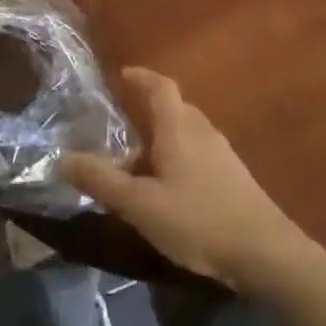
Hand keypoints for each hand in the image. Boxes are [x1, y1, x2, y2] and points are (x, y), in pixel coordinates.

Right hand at [61, 68, 318, 293]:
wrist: (264, 251)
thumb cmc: (197, 220)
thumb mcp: (140, 204)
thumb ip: (101, 181)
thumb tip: (61, 157)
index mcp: (179, 127)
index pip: (160, 86)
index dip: (141, 77)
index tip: (123, 75)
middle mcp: (202, 130)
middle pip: (175, 107)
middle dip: (149, 110)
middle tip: (122, 125)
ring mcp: (222, 152)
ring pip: (187, 132)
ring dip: (163, 137)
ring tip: (139, 161)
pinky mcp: (233, 176)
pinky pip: (198, 152)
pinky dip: (178, 156)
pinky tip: (169, 187)